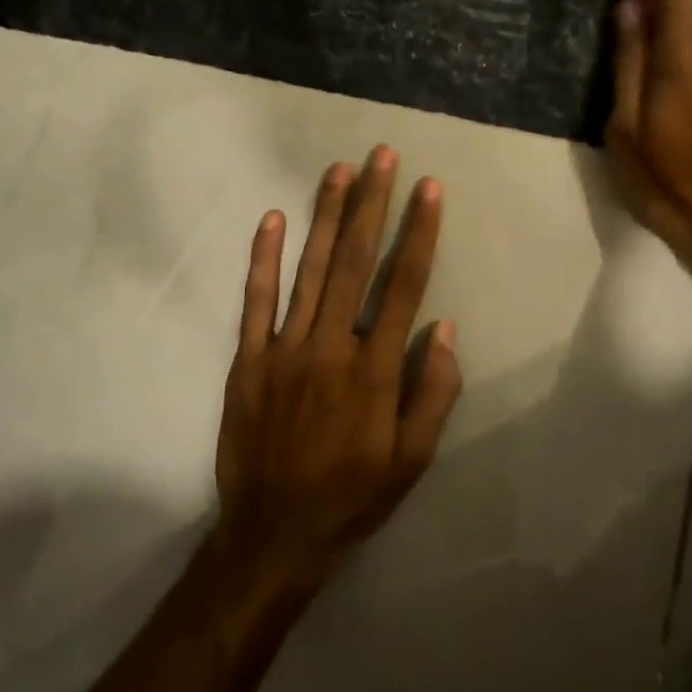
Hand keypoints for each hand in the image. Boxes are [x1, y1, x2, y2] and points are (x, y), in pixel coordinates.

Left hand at [212, 146, 462, 590]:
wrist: (274, 534)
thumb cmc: (353, 496)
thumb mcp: (413, 460)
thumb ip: (433, 393)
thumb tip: (443, 328)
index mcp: (375, 371)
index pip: (403, 286)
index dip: (419, 233)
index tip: (429, 190)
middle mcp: (330, 348)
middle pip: (356, 263)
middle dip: (373, 205)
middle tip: (382, 156)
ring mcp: (284, 351)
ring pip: (309, 270)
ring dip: (326, 217)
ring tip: (339, 171)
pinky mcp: (248, 361)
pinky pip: (255, 302)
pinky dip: (262, 259)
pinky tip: (271, 220)